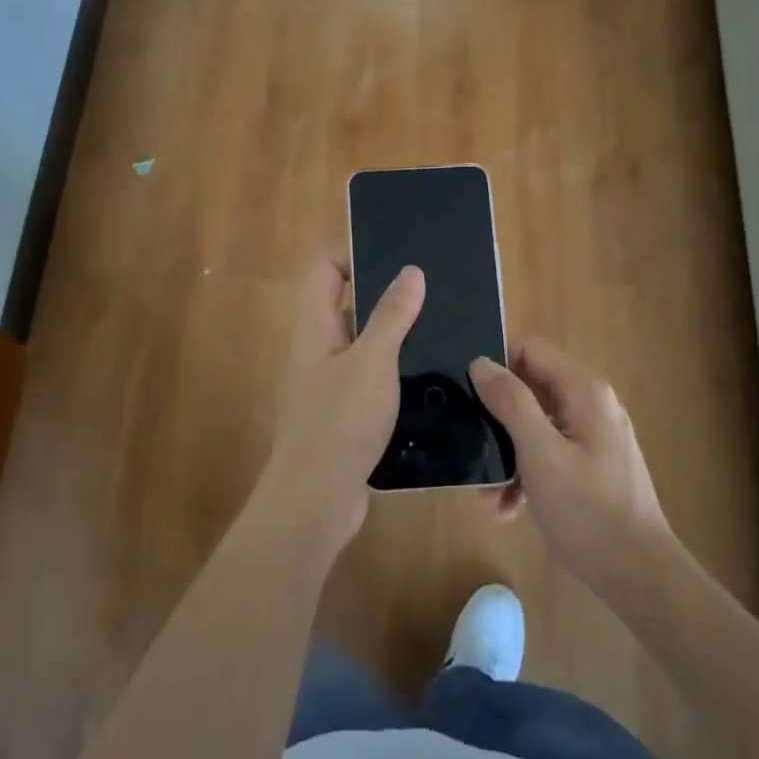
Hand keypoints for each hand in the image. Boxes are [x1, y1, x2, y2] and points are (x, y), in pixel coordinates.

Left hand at [248, 257, 424, 571]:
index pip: (323, 271)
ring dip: (397, 341)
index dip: (353, 257)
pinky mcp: (346, 417)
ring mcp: (331, 386)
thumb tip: (411, 270)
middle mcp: (319, 351)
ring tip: (443, 335)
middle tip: (434, 297)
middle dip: (387, 299)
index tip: (397, 261)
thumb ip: (391, 316)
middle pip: (348, 307)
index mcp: (316, 328)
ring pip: (365, 348)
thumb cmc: (339, 421)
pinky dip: (397, 378)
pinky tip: (433, 382)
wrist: (315, 501)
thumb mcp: (372, 362)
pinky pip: (372, 384)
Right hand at [469, 338, 674, 596]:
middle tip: (469, 447)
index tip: (465, 392)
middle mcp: (591, 405)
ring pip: (535, 426)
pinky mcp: (592, 465)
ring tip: (488, 496)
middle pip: (530, 389)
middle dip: (496, 419)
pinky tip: (509, 509)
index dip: (495, 364)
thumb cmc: (588, 511)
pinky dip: (527, 473)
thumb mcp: (540, 454)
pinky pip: (549, 453)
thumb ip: (510, 402)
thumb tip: (480, 362)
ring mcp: (593, 436)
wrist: (638, 576)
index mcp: (584, 391)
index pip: (530, 350)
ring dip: (507, 454)